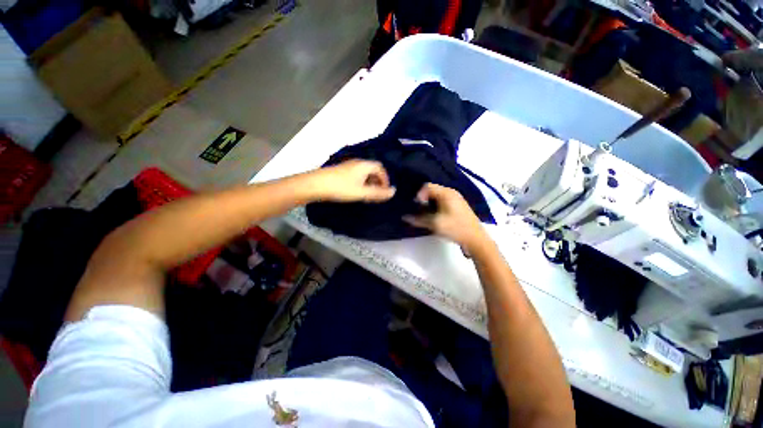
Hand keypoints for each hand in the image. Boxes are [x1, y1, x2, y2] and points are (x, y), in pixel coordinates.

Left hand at [309, 160, 395, 202]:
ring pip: (364, 173)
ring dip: (369, 183)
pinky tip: (356, 191)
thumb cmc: (341, 188)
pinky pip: (357, 175)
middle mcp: (357, 163)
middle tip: (377, 194)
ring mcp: (348, 166)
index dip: (385, 179)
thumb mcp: (362, 192)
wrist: (316, 184)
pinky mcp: (341, 171)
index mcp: (364, 165)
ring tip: (367, 194)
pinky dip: (361, 182)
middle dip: (377, 181)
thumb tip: (394, 192)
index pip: (380, 168)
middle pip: (372, 170)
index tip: (384, 191)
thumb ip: (378, 193)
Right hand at [404, 183, 488, 250]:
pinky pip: (442, 202)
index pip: (427, 186)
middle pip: (432, 191)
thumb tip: (404, 217)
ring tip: (423, 214)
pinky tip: (433, 216)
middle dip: (423, 200)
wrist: (475, 239)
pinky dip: (435, 207)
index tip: (416, 206)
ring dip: (428, 204)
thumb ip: (418, 219)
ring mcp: (455, 199)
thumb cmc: (455, 228)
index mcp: (446, 193)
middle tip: (417, 210)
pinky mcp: (457, 206)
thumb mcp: (435, 224)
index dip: (419, 195)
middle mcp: (451, 193)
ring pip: (436, 197)